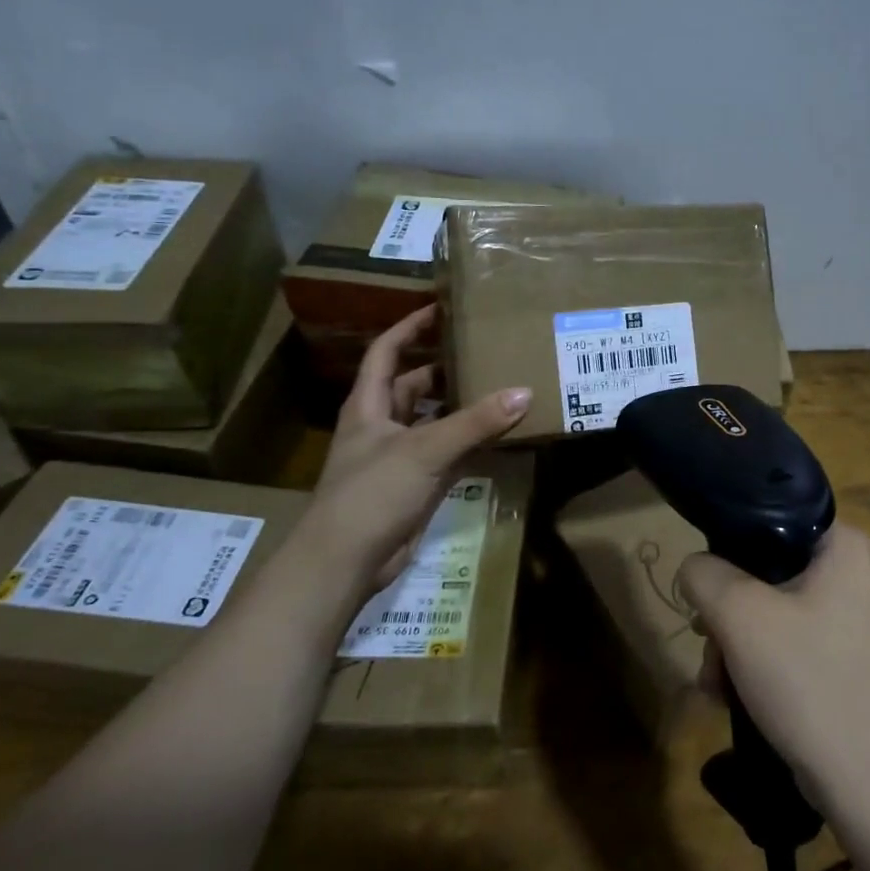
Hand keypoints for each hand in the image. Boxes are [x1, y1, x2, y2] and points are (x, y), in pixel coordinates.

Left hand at [296, 306, 529, 603]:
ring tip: (502, 387)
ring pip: (435, 420)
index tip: (442, 308)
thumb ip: (475, 422)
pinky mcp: (417, 485)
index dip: (410, 327)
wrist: (345, 562)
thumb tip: (524, 392)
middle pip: (415, 384)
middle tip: (486, 350)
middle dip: (445, 368)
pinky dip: (472, 443)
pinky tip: (501, 434)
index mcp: (370, 405)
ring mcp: (400, 457)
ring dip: (463, 407)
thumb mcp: (425, 450)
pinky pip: (450, 454)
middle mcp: (383, 425)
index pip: (386, 352)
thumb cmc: (372, 493)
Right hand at [676, 524, 869, 813]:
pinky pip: (794, 645)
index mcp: (846, 547)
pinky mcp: (851, 663)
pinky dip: (761, 666)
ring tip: (715, 684)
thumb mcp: (740, 615)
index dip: (730, 545)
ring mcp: (858, 622)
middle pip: (769, 571)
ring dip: (736, 644)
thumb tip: (695, 569)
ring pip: (775, 612)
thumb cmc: (810, 681)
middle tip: (706, 643)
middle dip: (727, 612)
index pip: (774, 519)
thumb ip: (705, 574)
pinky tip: (734, 698)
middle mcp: (858, 575)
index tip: (705, 584)